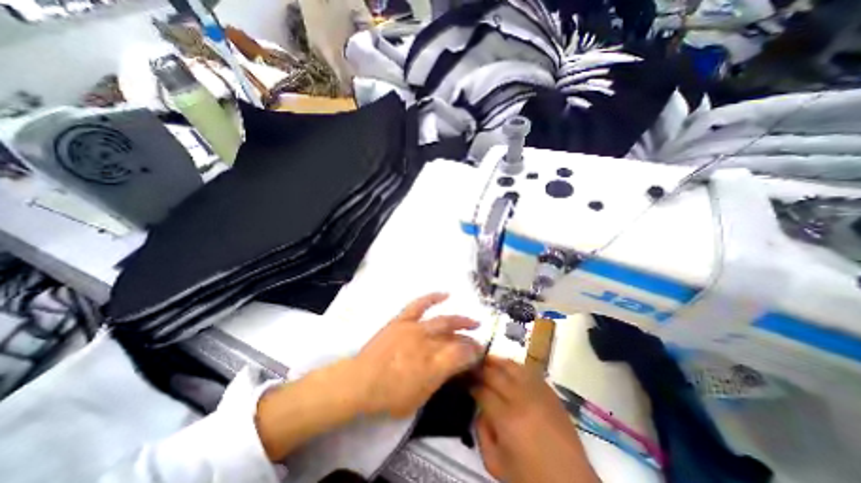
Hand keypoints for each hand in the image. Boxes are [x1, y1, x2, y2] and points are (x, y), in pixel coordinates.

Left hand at [254, 293, 483, 461]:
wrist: (360, 381)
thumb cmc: (390, 396)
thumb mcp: (421, 397)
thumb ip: (442, 379)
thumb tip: (458, 365)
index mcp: (433, 366)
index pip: (463, 355)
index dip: (474, 353)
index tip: (479, 353)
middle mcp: (428, 344)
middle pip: (456, 337)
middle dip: (470, 339)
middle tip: (477, 340)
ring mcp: (415, 328)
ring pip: (444, 321)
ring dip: (460, 320)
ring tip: (472, 321)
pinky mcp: (402, 320)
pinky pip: (419, 304)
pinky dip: (432, 297)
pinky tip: (445, 294)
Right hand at [469, 358, 600, 482]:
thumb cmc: (530, 478)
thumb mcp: (495, 464)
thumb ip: (480, 432)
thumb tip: (479, 407)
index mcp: (507, 419)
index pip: (482, 390)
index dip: (471, 383)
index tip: (464, 380)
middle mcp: (522, 399)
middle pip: (495, 374)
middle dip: (480, 368)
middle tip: (471, 366)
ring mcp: (538, 393)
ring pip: (512, 366)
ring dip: (496, 361)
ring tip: (486, 359)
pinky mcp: (550, 392)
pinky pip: (529, 371)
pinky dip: (515, 366)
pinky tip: (508, 367)